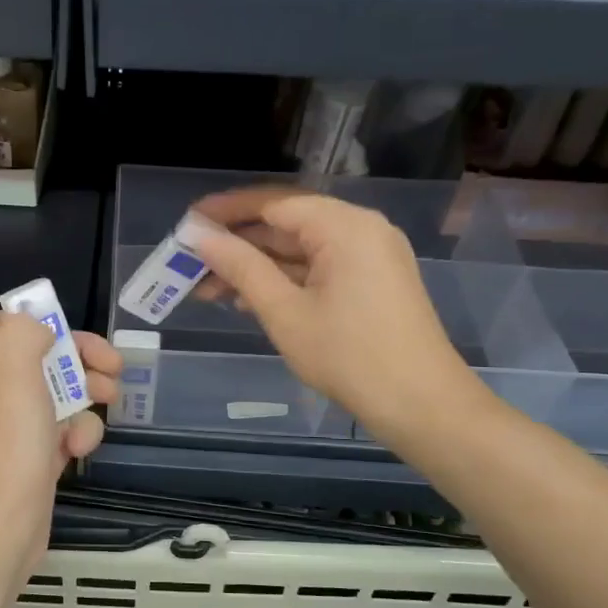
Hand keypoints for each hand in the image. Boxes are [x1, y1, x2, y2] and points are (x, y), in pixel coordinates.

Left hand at [0, 311, 119, 574]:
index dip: (28, 320)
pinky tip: (79, 450)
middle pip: (39, 356)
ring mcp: (14, 427)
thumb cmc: (7, 447)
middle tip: (111, 367)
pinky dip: (78, 435)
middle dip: (79, 357)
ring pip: (58, 394)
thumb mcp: (13, 374)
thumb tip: (39, 329)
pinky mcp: (34, 458)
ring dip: (86, 396)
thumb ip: (23, 333)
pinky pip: (63, 432)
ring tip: (107, 403)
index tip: (60, 330)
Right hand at [189, 187, 484, 436]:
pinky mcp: (372, 280)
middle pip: (287, 223)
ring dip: (257, 266)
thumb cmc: (348, 357)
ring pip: (300, 248)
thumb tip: (197, 235)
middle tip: (191, 263)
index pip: (273, 202)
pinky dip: (284, 279)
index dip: (225, 212)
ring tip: (209, 288)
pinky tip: (248, 300)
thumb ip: (240, 267)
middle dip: (237, 244)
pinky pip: (319, 267)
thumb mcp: (284, 311)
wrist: (421, 405)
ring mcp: (370, 255)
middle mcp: (360, 228)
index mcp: (343, 226)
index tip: (186, 224)